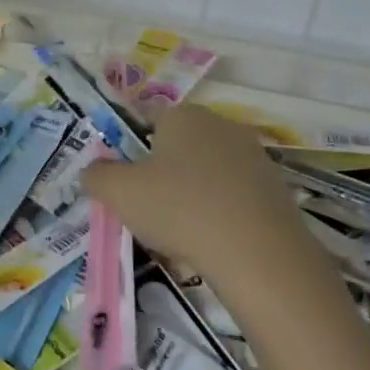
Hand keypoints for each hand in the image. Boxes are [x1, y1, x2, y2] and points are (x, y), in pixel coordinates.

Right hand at [82, 103, 306, 303]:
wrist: (258, 254)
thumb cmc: (179, 209)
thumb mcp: (119, 193)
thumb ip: (97, 176)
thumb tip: (92, 171)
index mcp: (182, 115)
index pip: (148, 120)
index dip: (133, 149)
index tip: (127, 182)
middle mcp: (220, 124)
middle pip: (180, 145)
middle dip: (164, 172)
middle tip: (149, 208)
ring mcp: (253, 155)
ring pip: (208, 172)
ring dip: (193, 194)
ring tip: (181, 233)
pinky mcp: (276, 188)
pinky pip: (235, 196)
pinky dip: (221, 213)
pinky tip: (213, 242)